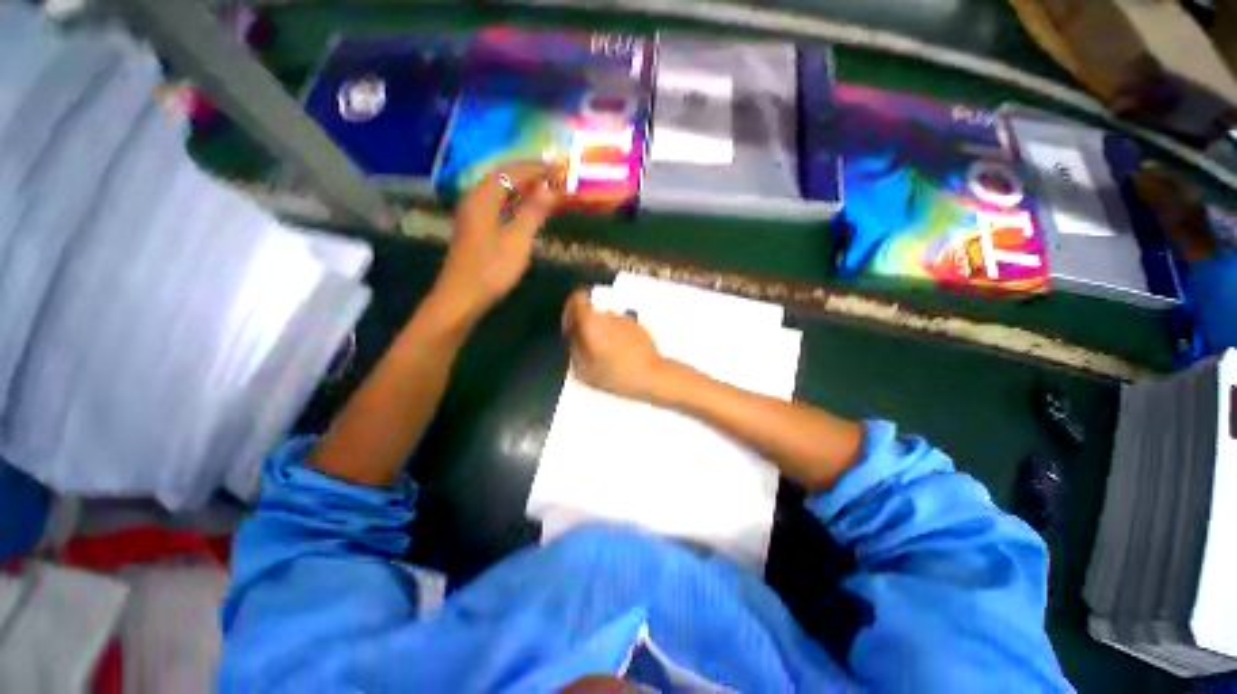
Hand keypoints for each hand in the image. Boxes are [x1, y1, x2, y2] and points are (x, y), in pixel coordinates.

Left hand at [432, 163, 558, 320]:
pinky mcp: (475, 228)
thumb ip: (533, 212)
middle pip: (502, 177)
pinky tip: (526, 209)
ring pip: (499, 191)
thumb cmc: (491, 269)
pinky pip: (497, 205)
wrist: (462, 297)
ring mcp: (472, 215)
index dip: (536, 167)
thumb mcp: (517, 241)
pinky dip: (514, 202)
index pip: (511, 172)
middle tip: (554, 176)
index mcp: (483, 198)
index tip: (559, 167)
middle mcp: (474, 200)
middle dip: (529, 174)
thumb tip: (551, 189)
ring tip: (545, 189)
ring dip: (522, 187)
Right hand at [562, 289, 670, 400]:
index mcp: (593, 321)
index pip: (577, 298)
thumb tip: (573, 341)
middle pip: (591, 313)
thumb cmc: (617, 375)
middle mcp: (609, 315)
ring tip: (605, 358)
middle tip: (587, 350)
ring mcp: (626, 320)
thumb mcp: (584, 371)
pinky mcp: (639, 328)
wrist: (652, 376)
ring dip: (602, 334)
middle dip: (586, 328)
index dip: (569, 311)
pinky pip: (621, 329)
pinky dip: (617, 338)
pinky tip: (621, 358)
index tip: (570, 328)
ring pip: (606, 322)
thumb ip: (574, 351)